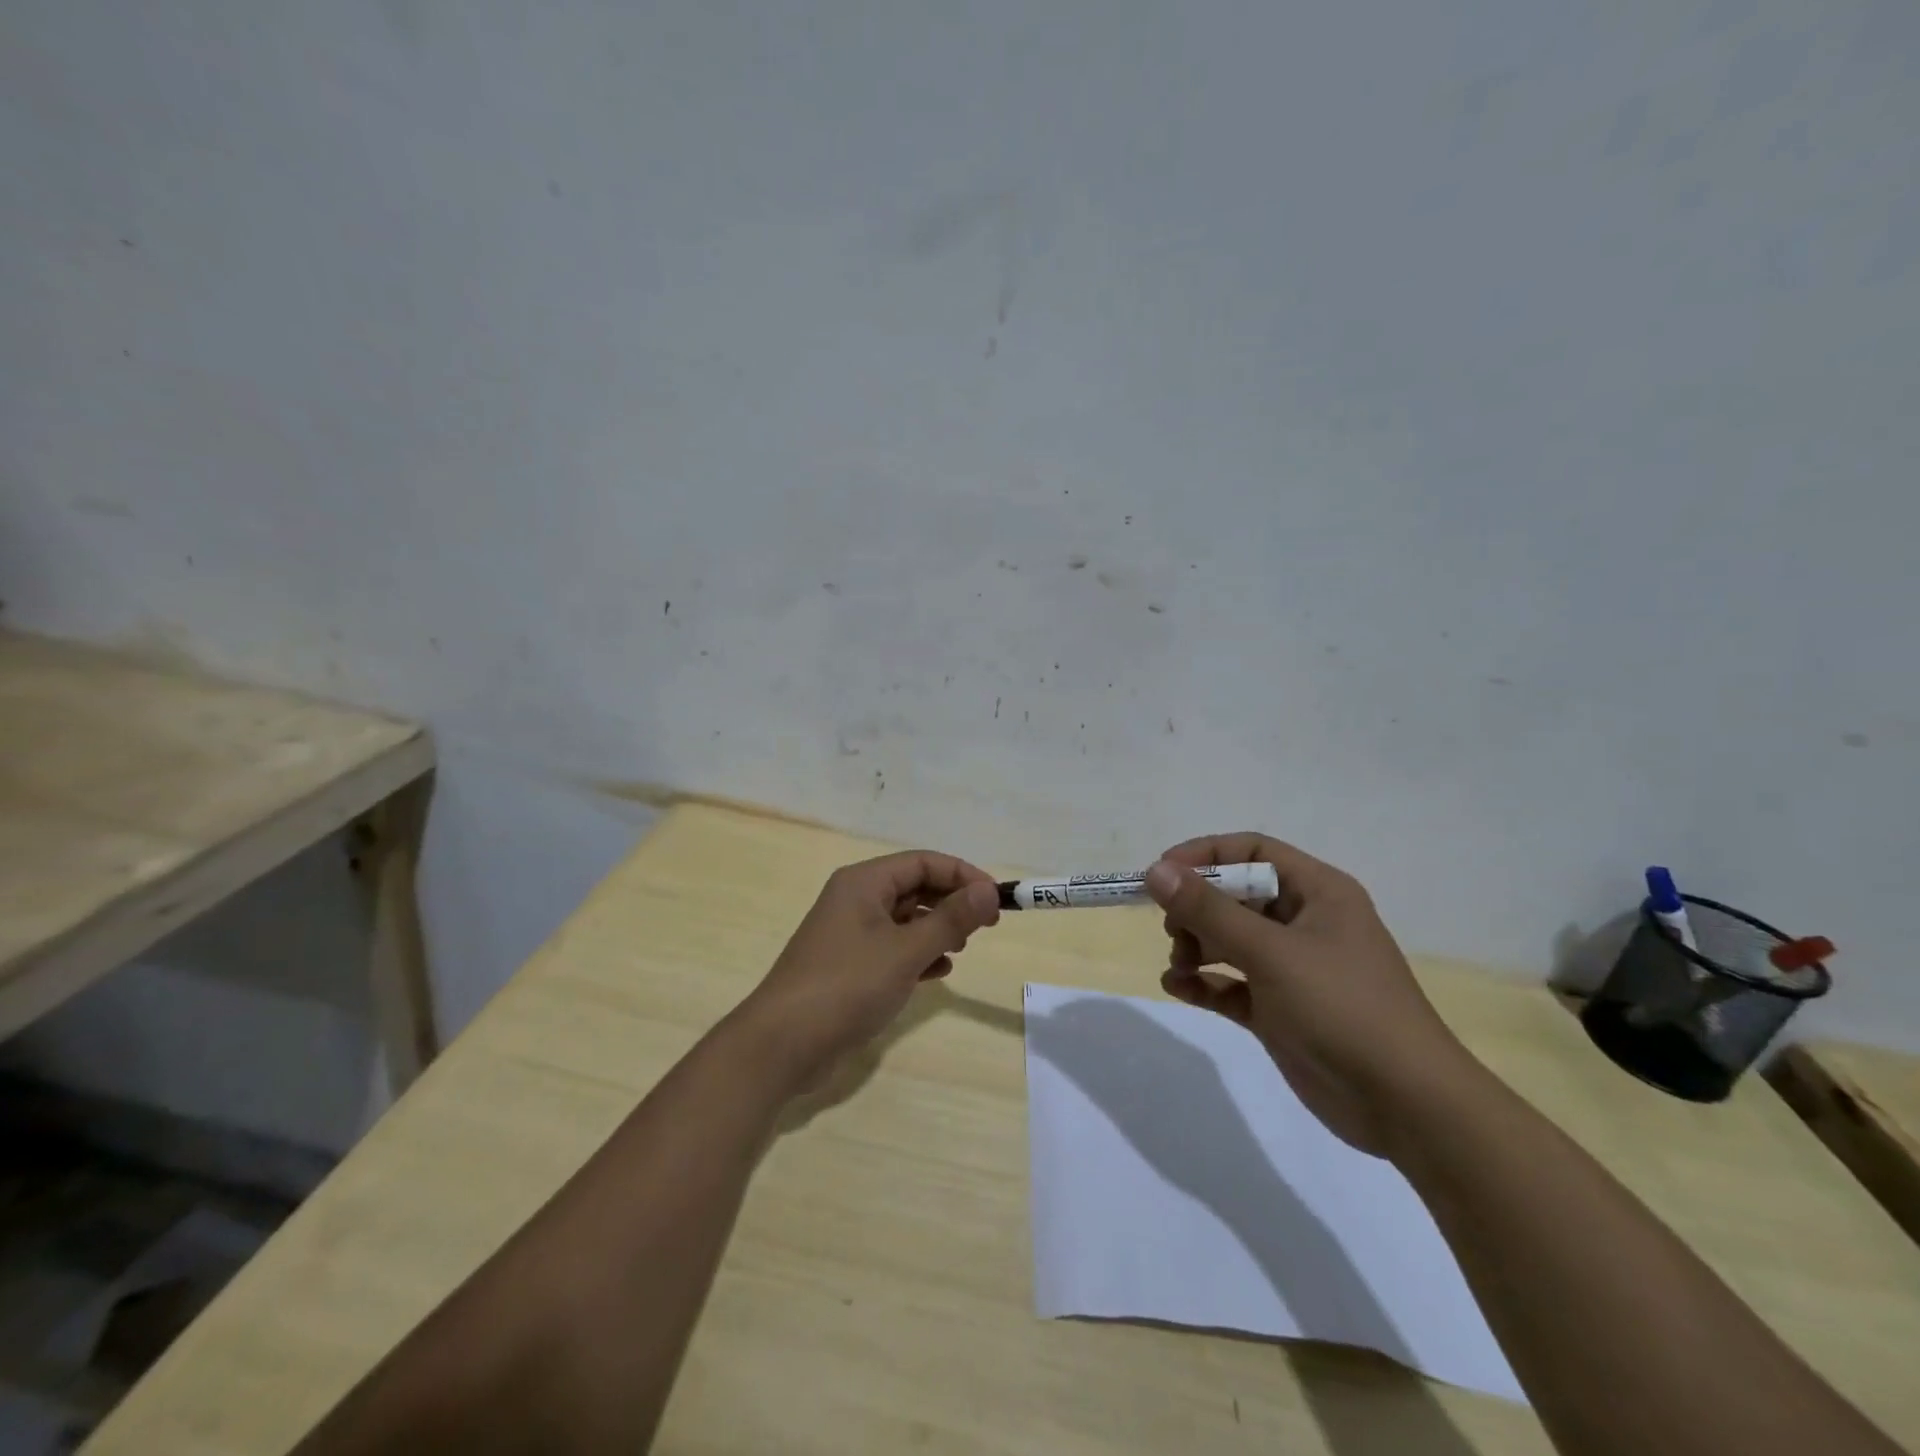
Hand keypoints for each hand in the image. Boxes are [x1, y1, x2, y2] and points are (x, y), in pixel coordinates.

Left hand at [737, 851, 1001, 1090]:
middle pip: (914, 887)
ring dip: (936, 929)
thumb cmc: (846, 986)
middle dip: (951, 902)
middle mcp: (855, 899)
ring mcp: (849, 934)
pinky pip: (893, 947)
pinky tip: (938, 972)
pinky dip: (918, 954)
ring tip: (962, 948)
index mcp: (864, 882)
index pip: (923, 862)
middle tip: (986, 926)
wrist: (782, 1045)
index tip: (996, 898)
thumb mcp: (906, 951)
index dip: (963, 875)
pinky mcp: (848, 966)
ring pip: (904, 918)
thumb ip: (950, 919)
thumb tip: (989, 890)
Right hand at [1144, 833, 1479, 1158]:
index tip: (1162, 875)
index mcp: (1318, 892)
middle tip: (1172, 930)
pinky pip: (1231, 983)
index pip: (1252, 851)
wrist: (1405, 1106)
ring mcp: (1292, 968)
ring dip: (1196, 946)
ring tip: (1179, 965)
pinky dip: (1204, 982)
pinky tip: (1177, 988)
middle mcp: (1305, 922)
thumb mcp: (1270, 952)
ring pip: (1230, 939)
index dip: (1205, 855)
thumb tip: (1155, 871)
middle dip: (1197, 908)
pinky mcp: (1280, 1009)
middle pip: (1236, 895)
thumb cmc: (1342, 1007)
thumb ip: (1209, 910)